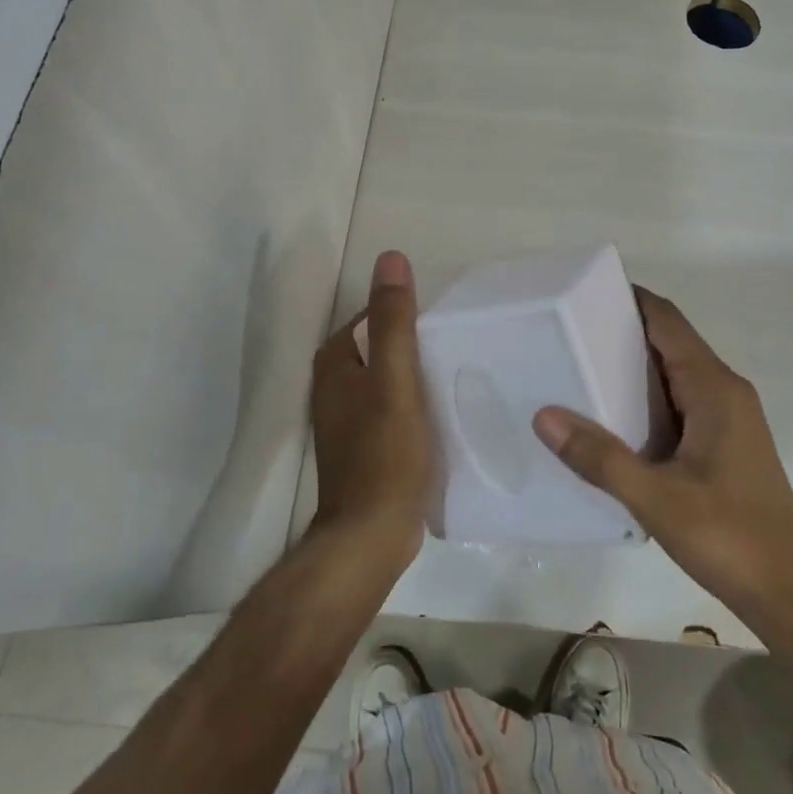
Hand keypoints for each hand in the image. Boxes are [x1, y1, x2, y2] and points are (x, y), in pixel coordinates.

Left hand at [307, 250, 433, 576]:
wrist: (371, 536)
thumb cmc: (385, 452)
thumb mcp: (395, 378)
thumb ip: (393, 320)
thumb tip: (389, 258)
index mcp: (335, 363)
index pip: (372, 316)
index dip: (407, 313)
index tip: (445, 322)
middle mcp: (334, 386)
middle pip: (380, 346)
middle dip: (415, 342)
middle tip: (458, 346)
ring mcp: (348, 419)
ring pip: (388, 378)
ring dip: (417, 372)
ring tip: (457, 373)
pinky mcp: (365, 446)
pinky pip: (392, 406)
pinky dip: (414, 401)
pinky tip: (442, 410)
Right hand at [533, 288, 792, 627]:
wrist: (790, 594)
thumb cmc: (729, 537)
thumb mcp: (656, 499)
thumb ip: (599, 457)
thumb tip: (544, 415)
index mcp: (714, 388)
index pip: (668, 321)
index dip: (631, 299)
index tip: (585, 291)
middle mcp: (725, 390)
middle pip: (670, 341)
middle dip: (623, 331)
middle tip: (568, 331)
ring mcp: (730, 416)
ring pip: (676, 372)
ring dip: (634, 366)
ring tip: (579, 367)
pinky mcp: (727, 440)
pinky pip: (682, 399)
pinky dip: (649, 396)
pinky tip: (614, 417)